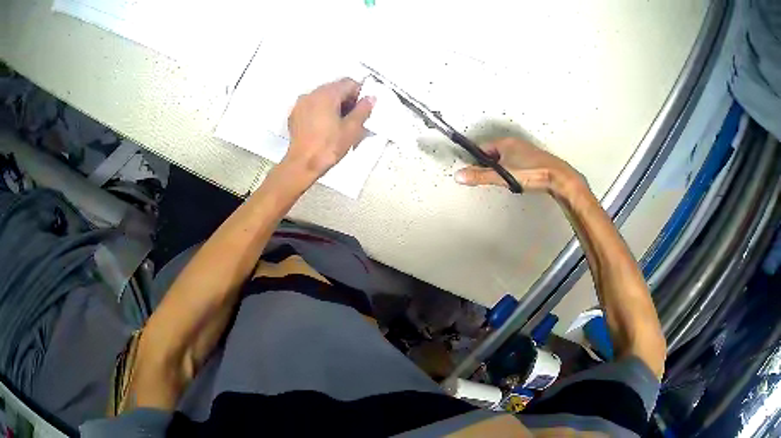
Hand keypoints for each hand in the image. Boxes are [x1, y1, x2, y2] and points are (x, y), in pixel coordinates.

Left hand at [282, 78, 374, 182]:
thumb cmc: (328, 147)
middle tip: (354, 117)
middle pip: (335, 88)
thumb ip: (363, 110)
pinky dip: (321, 111)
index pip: (349, 83)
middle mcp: (312, 94)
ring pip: (323, 97)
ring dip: (334, 105)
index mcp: (327, 94)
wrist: (303, 164)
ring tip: (340, 124)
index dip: (360, 94)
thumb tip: (370, 98)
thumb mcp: (352, 129)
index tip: (363, 108)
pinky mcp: (295, 115)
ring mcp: (301, 104)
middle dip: (346, 99)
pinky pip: (312, 106)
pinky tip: (325, 127)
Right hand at [454, 138, 586, 197]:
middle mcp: (516, 144)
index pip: (482, 148)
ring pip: (507, 160)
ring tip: (505, 181)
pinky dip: (514, 172)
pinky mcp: (534, 161)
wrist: (558, 178)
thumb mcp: (502, 176)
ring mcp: (526, 152)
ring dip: (503, 170)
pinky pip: (517, 165)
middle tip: (490, 178)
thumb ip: (480, 176)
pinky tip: (518, 181)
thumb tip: (460, 175)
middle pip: (494, 154)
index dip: (475, 159)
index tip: (472, 170)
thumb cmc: (533, 172)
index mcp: (506, 143)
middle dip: (490, 166)